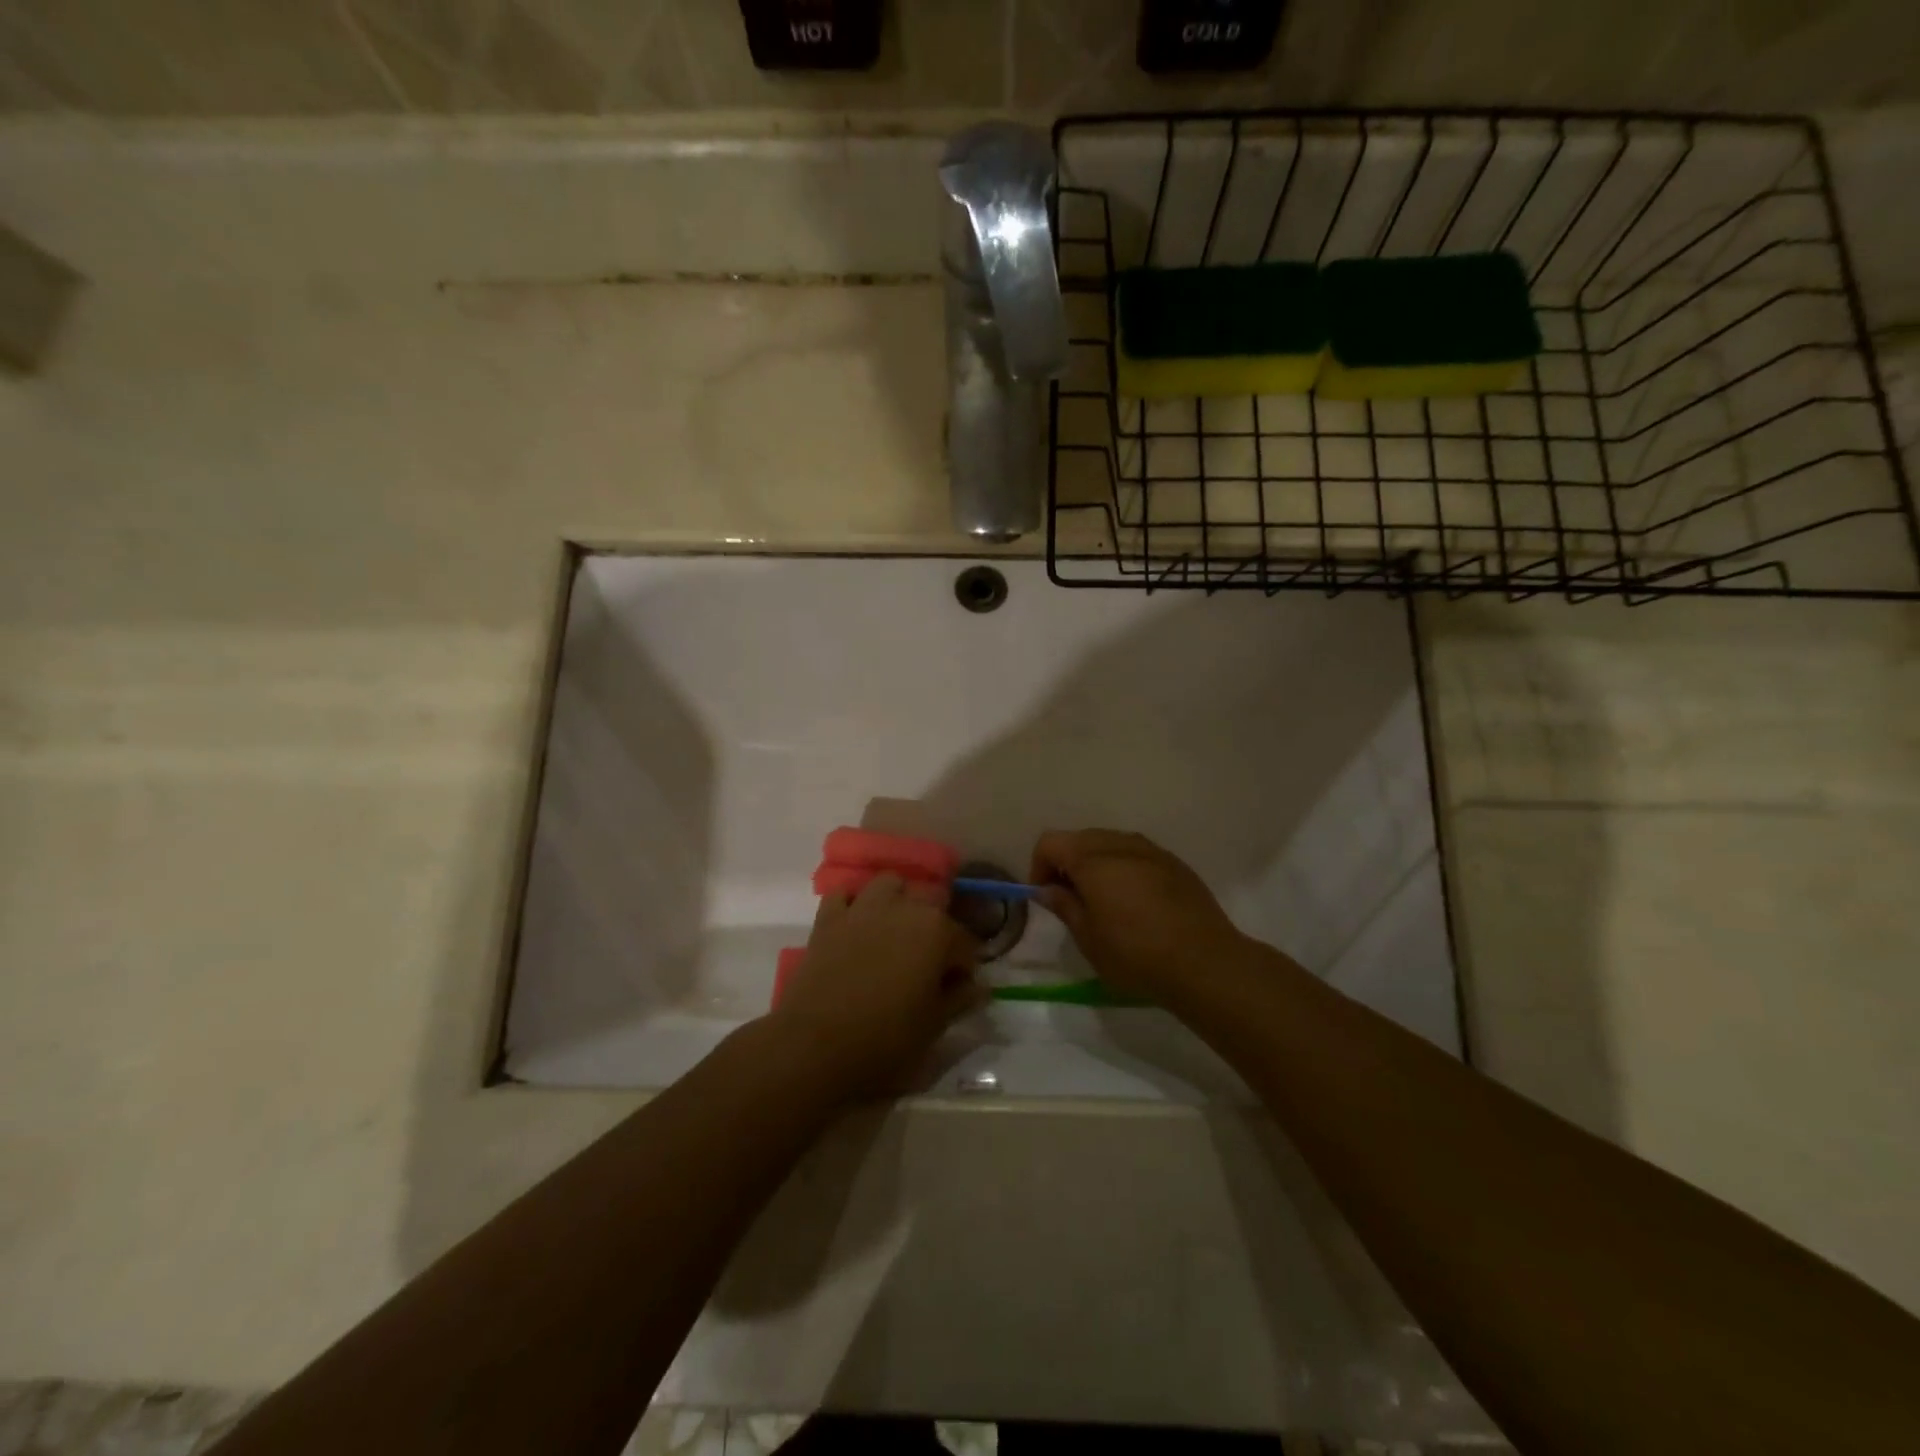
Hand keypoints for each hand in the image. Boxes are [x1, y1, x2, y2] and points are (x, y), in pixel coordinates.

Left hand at [768, 874, 986, 1099]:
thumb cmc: (885, 1040)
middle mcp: (903, 907)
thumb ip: (960, 999)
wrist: (814, 1045)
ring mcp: (862, 908)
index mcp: (937, 931)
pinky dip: (853, 905)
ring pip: (889, 885)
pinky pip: (844, 896)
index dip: (964, 967)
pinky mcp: (828, 918)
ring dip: (897, 901)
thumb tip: (978, 987)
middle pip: (931, 901)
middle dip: (936, 925)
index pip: (965, 942)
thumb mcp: (934, 1026)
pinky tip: (856, 926)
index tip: (958, 989)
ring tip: (896, 931)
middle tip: (929, 960)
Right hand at [1029, 829, 1248, 1002]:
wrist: (1205, 963)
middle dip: (1067, 862)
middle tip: (1071, 899)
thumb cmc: (1136, 954)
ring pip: (1111, 843)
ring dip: (1097, 864)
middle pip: (1081, 838)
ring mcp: (1152, 850)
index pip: (1050, 842)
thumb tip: (1049, 889)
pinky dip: (1125, 868)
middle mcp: (1121, 844)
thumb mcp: (1088, 939)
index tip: (1045, 896)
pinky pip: (1138, 854)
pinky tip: (1136, 902)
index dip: (1039, 866)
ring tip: (1103, 900)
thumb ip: (1064, 906)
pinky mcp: (1175, 863)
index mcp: (1092, 859)